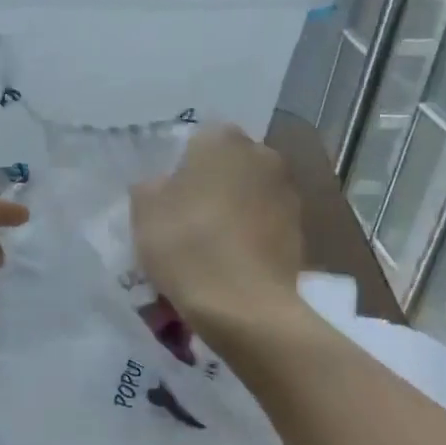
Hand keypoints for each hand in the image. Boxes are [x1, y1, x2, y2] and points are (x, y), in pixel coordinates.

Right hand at [131, 124, 304, 334]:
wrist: (243, 304)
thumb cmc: (187, 245)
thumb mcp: (144, 211)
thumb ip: (151, 187)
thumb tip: (163, 186)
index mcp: (223, 140)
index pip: (197, 141)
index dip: (180, 169)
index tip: (168, 198)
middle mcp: (262, 155)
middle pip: (228, 166)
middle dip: (211, 186)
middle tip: (187, 220)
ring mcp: (287, 193)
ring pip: (249, 195)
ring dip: (233, 211)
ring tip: (211, 247)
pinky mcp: (301, 230)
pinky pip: (265, 225)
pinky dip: (251, 237)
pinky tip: (233, 264)